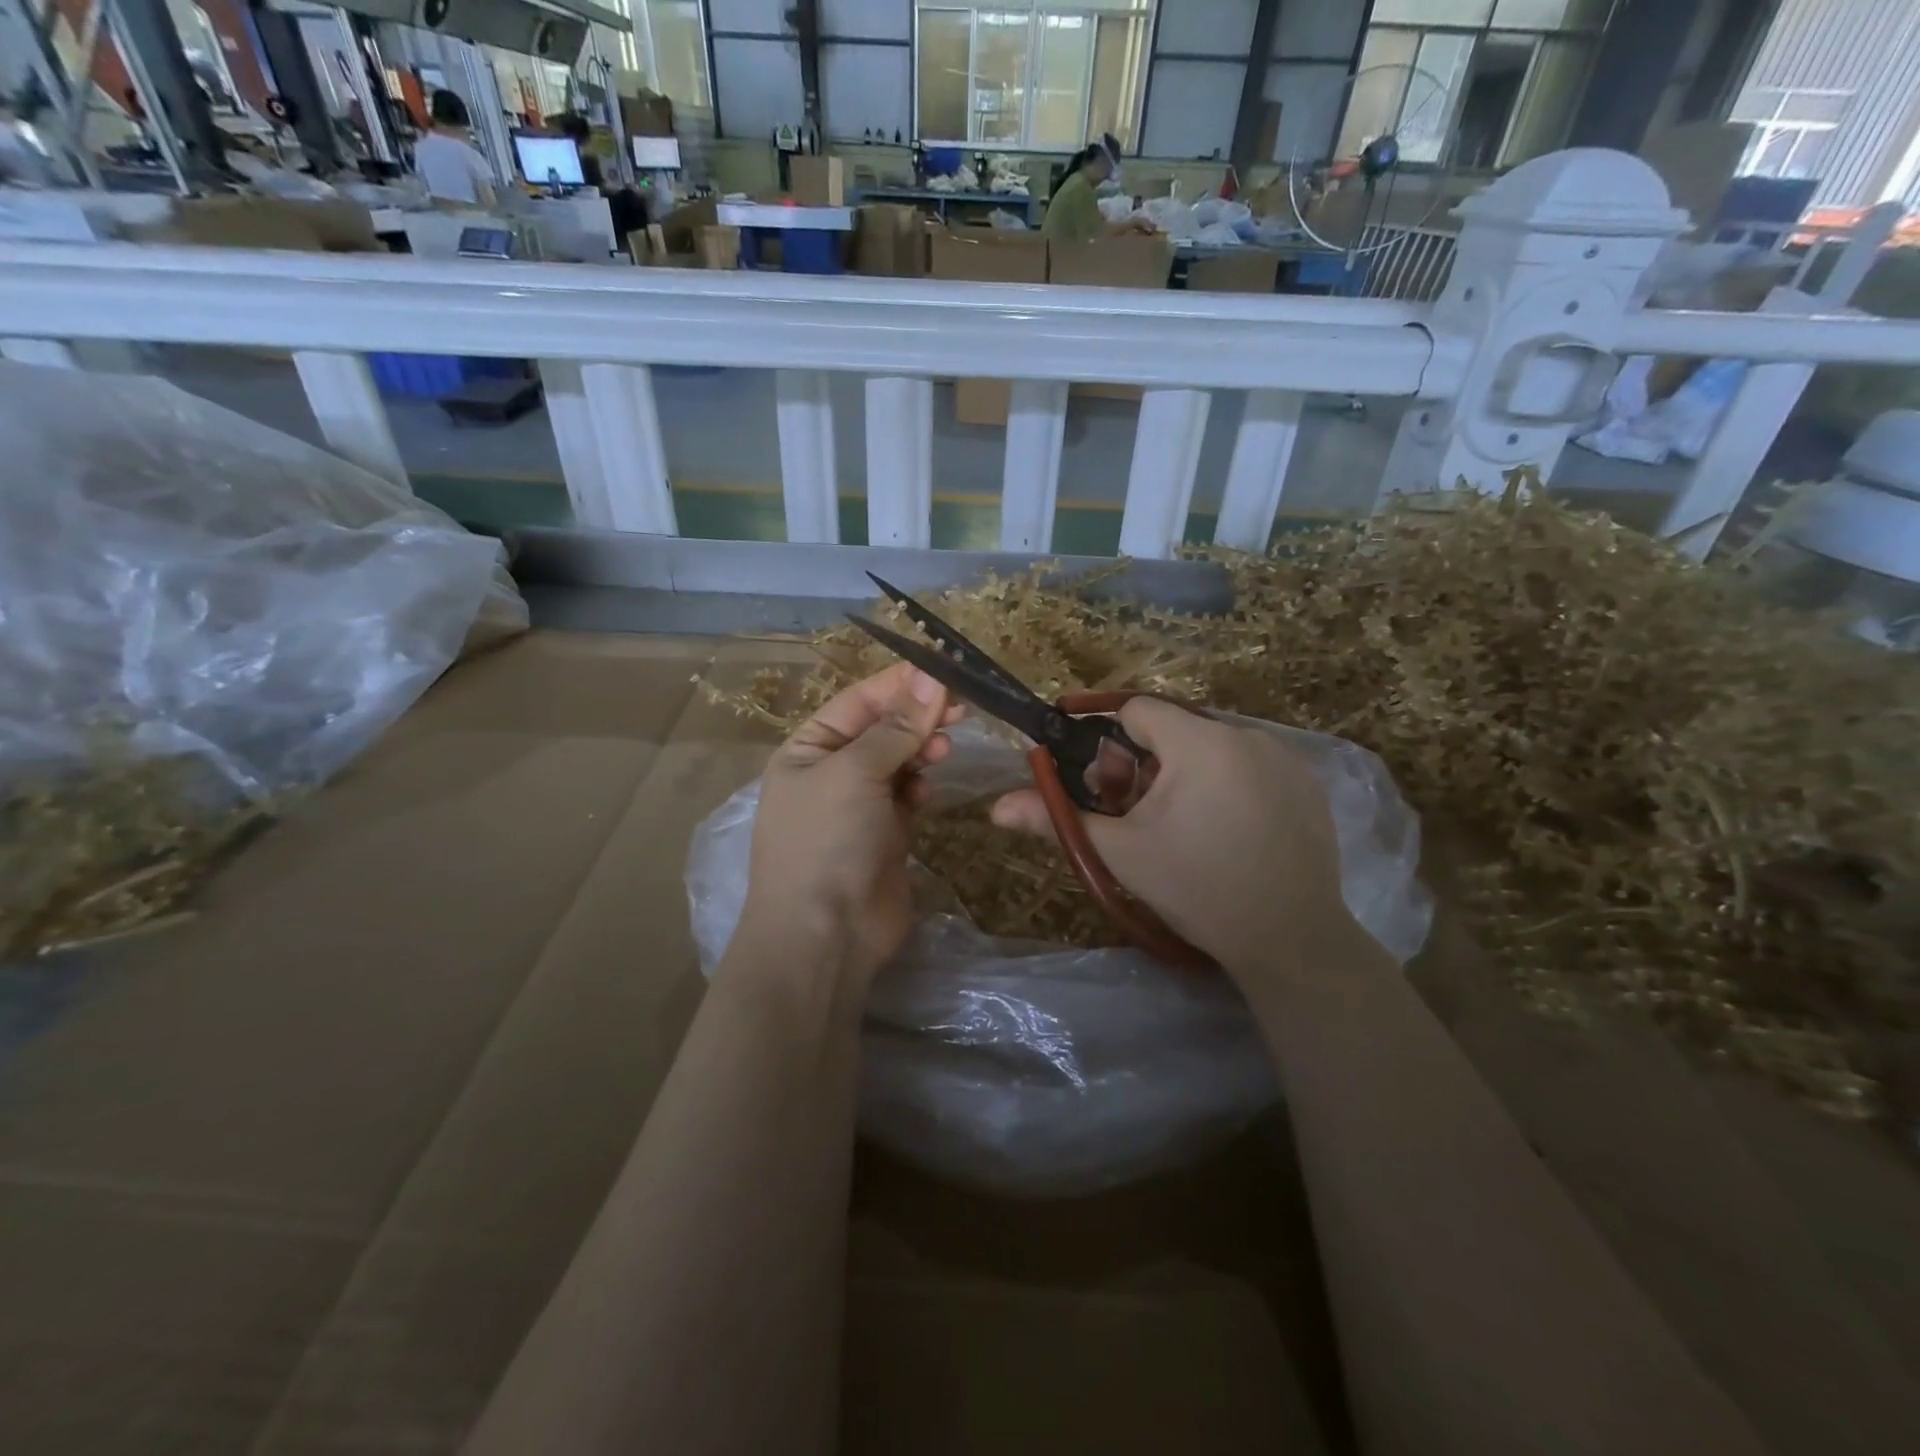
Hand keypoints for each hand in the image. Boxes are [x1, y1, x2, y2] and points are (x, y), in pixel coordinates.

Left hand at [738, 663, 961, 989]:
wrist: (826, 935)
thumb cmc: (828, 842)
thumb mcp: (856, 773)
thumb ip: (897, 727)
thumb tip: (932, 677)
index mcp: (808, 749)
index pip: (858, 701)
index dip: (900, 684)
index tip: (945, 671)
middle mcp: (830, 772)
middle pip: (881, 729)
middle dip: (917, 717)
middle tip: (961, 710)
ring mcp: (858, 805)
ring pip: (898, 761)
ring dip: (922, 750)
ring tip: (945, 751)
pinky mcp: (884, 834)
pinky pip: (906, 795)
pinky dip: (919, 786)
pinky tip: (927, 791)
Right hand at [991, 699, 1356, 984]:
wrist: (1290, 938)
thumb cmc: (1197, 889)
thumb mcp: (1121, 853)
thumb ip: (1058, 819)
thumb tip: (996, 808)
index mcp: (1199, 742)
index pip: (1136, 709)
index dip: (1108, 742)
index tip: (1103, 784)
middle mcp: (1246, 734)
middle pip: (1174, 729)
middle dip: (1146, 764)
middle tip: (1140, 816)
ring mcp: (1284, 757)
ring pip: (1211, 746)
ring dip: (1186, 773)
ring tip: (1185, 827)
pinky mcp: (1308, 781)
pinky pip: (1250, 764)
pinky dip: (1228, 783)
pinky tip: (1230, 831)